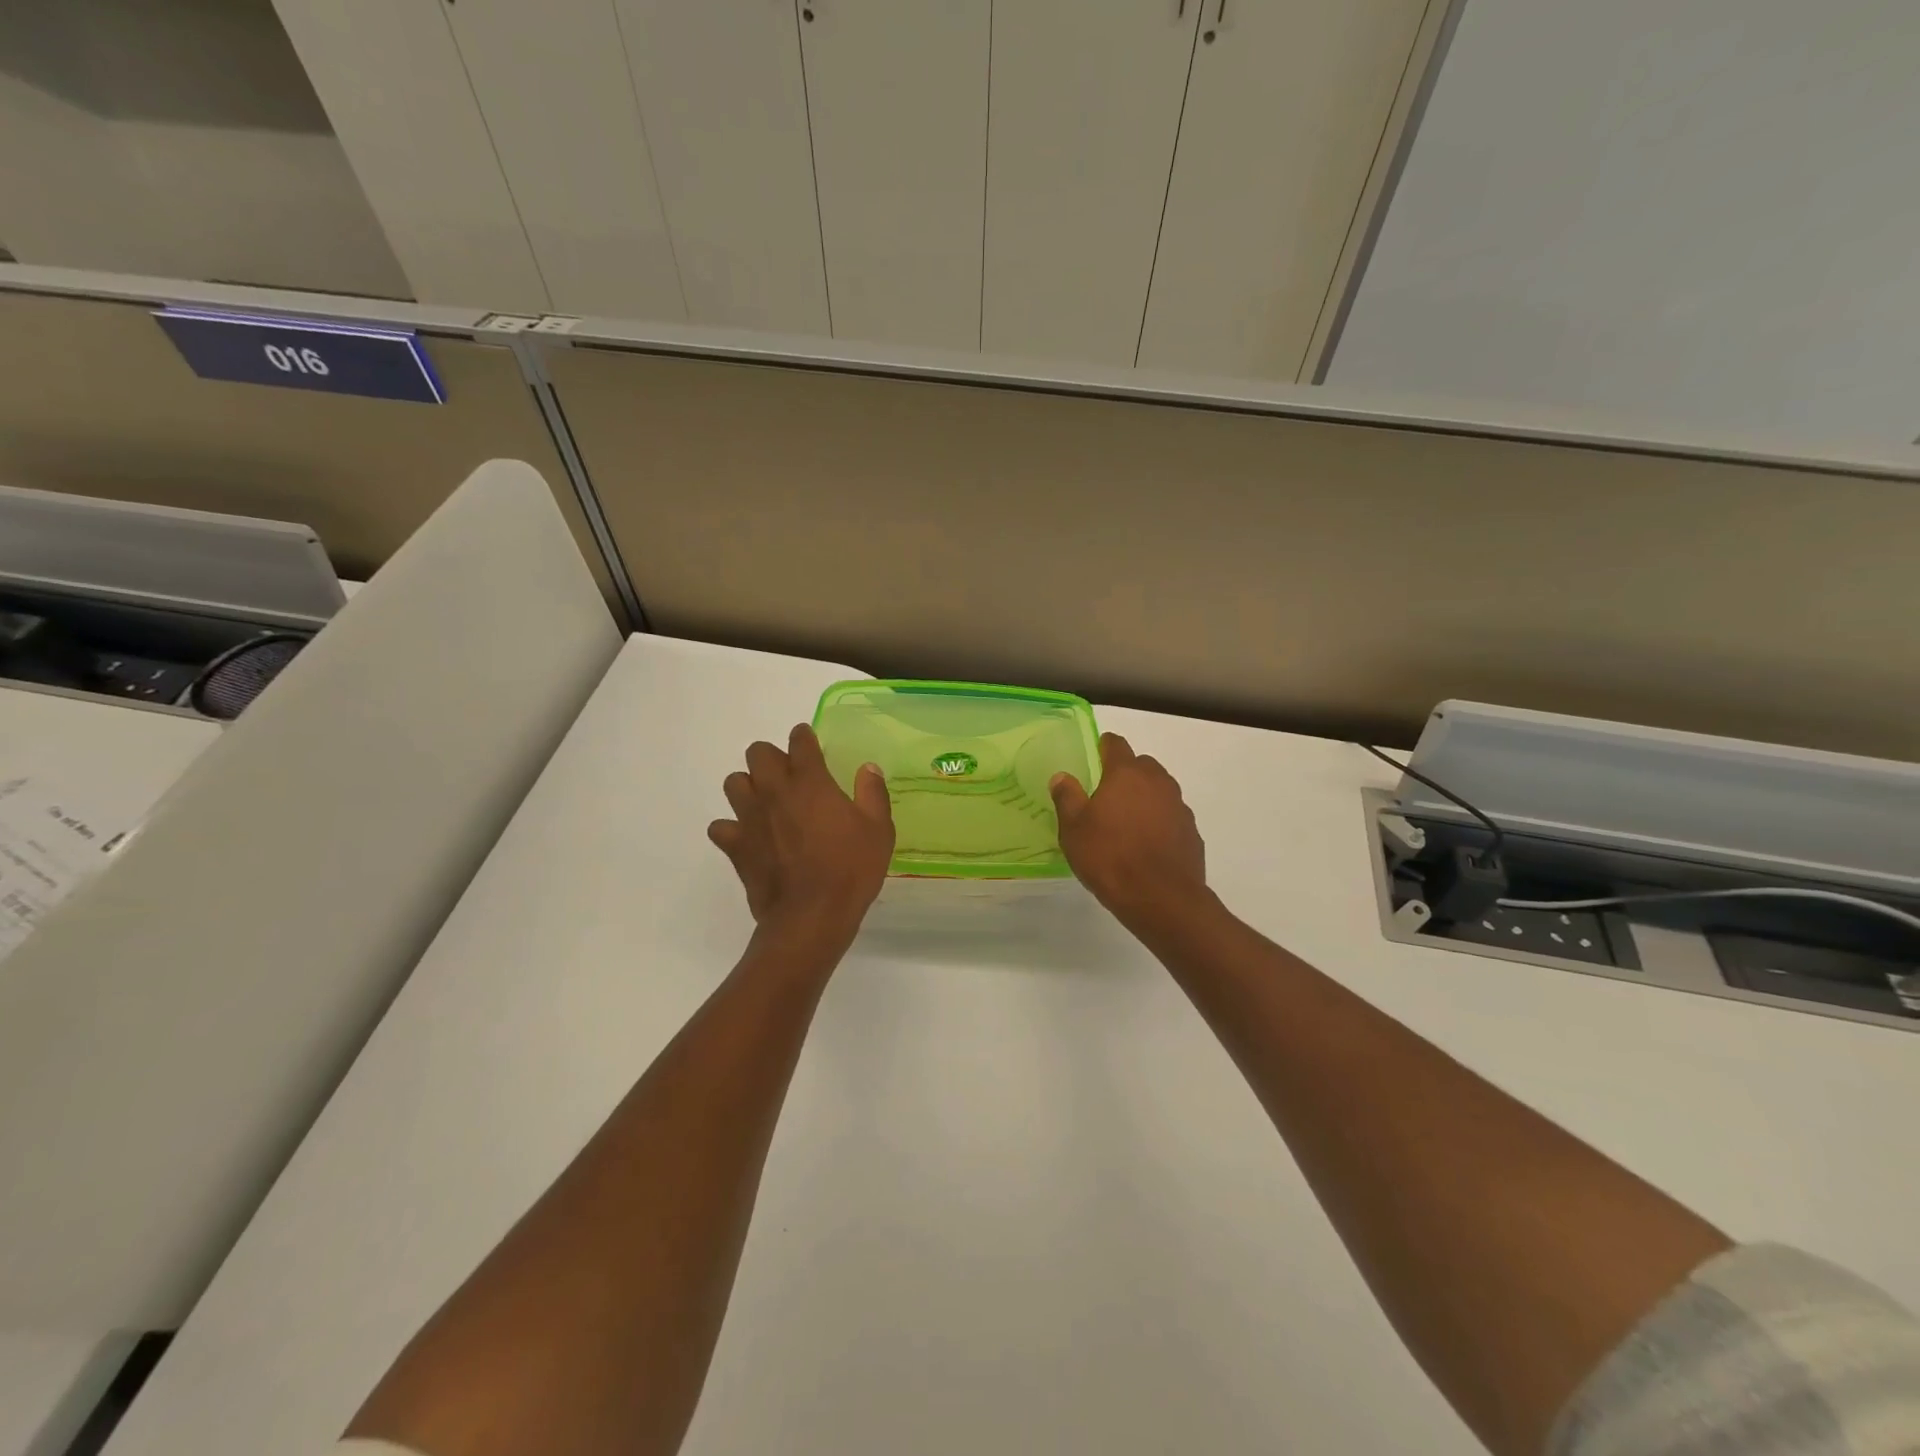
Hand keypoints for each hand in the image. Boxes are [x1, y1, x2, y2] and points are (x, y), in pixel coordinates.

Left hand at [709, 723, 894, 941]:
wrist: (812, 916)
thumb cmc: (851, 869)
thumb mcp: (879, 829)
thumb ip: (872, 793)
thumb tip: (868, 768)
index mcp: (810, 782)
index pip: (799, 741)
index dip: (804, 737)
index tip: (810, 743)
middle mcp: (775, 791)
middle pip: (758, 753)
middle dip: (772, 758)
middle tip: (790, 777)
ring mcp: (750, 818)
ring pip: (734, 783)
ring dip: (749, 787)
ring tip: (767, 803)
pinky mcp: (736, 846)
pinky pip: (721, 827)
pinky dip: (732, 829)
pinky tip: (749, 838)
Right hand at [1050, 733, 1207, 931]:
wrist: (1162, 898)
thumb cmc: (1110, 857)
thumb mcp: (1074, 829)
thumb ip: (1067, 798)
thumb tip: (1062, 776)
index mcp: (1126, 774)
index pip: (1116, 745)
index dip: (1104, 746)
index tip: (1095, 754)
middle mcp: (1157, 782)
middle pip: (1142, 765)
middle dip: (1126, 773)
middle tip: (1107, 794)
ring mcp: (1179, 806)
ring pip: (1159, 790)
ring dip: (1145, 797)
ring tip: (1126, 821)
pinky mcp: (1191, 832)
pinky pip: (1171, 816)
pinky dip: (1159, 821)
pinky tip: (1146, 844)